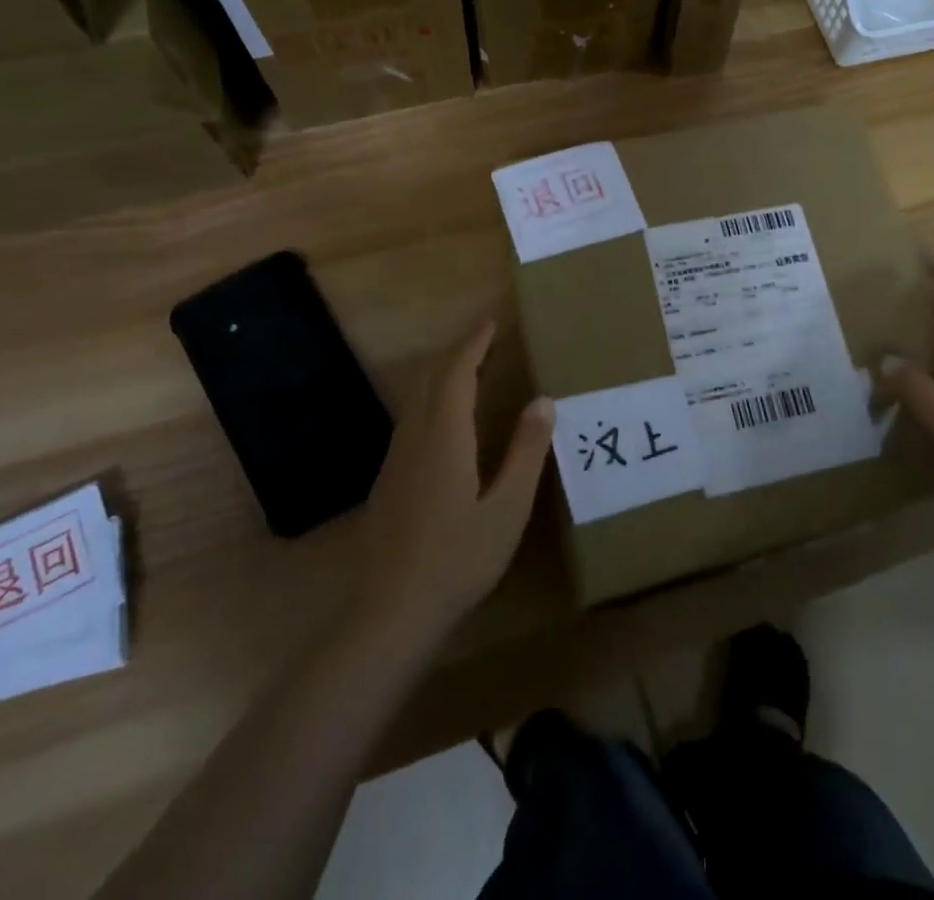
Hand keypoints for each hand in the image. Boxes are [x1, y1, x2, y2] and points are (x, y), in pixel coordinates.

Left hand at [357, 321, 552, 645]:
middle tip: (486, 338)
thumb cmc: (457, 559)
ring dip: (443, 373)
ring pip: (417, 397)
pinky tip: (447, 417)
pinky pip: (412, 417)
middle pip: (432, 378)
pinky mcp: (389, 478)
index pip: (457, 372)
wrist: (390, 612)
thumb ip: (526, 452)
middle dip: (458, 352)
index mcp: (445, 436)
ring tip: (472, 367)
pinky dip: (433, 397)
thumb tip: (544, 401)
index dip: (474, 343)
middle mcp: (415, 437)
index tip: (491, 321)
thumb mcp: (507, 509)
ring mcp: (396, 458)